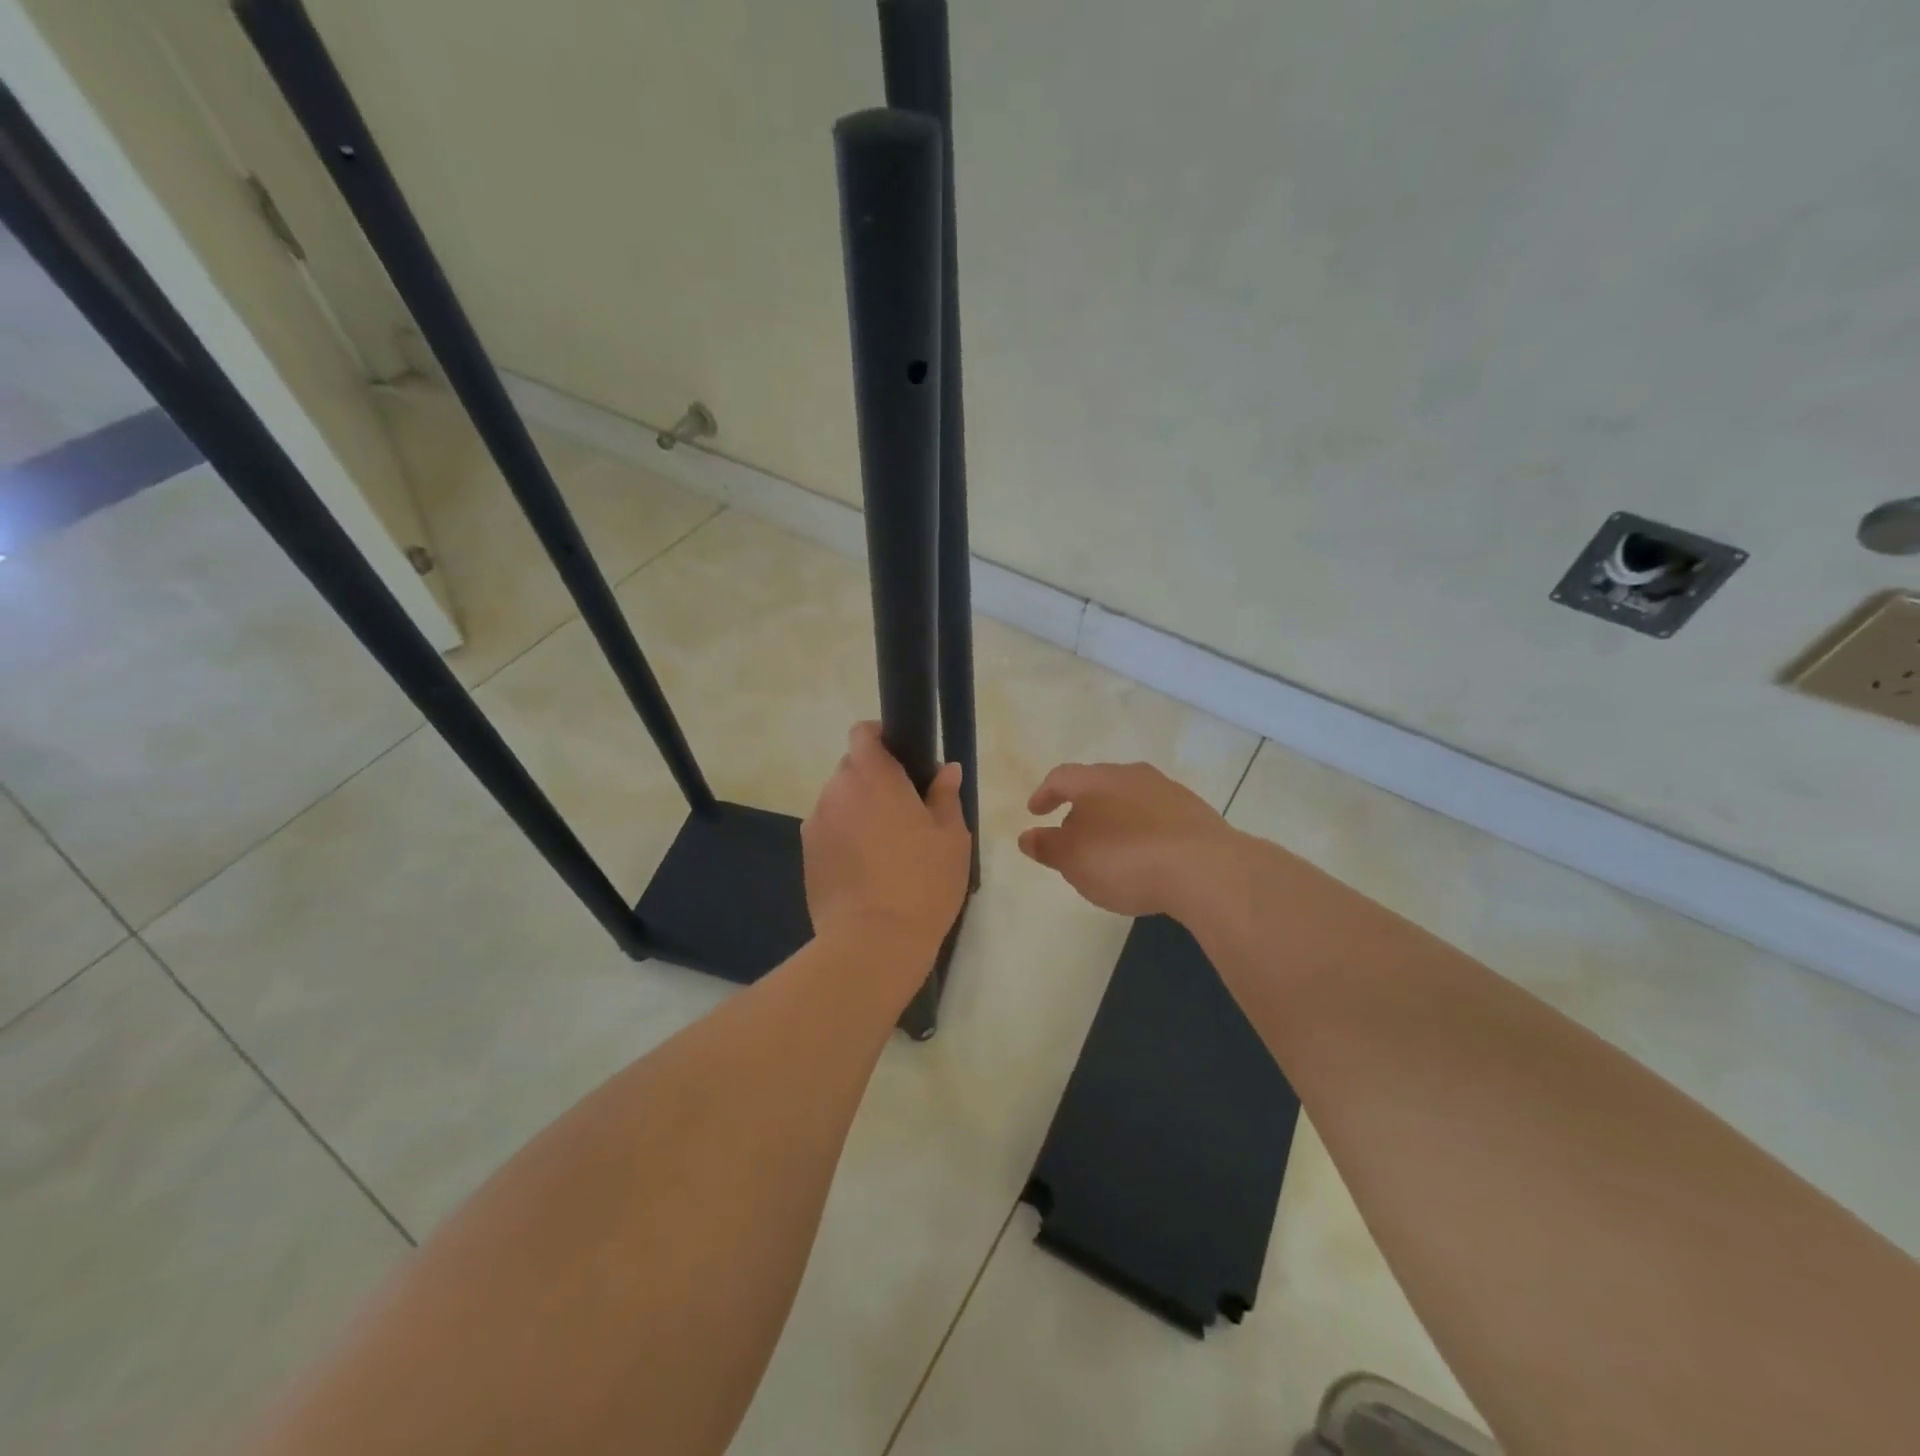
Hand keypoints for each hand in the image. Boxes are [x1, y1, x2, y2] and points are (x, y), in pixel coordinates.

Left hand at [803, 722, 970, 959]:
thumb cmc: (922, 882)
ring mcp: (816, 823)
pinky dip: (844, 836)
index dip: (881, 738)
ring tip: (884, 846)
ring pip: (838, 800)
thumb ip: (945, 795)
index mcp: (873, 777)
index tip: (903, 759)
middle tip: (904, 810)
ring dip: (858, 809)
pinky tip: (865, 869)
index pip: (863, 733)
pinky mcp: (806, 854)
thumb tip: (945, 770)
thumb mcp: (951, 837)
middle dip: (873, 779)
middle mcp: (836, 791)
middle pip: (851, 767)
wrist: (873, 942)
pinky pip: (828, 829)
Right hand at [1019, 761, 1238, 918]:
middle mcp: (1133, 775)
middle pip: (1098, 785)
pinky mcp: (1196, 814)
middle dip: (1081, 808)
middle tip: (1072, 835)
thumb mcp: (1074, 860)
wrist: (1205, 870)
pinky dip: (1143, 832)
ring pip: (1130, 800)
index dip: (1045, 794)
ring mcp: (1169, 792)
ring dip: (1114, 820)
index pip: (1061, 777)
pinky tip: (1146, 858)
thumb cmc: (1126, 860)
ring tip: (1109, 849)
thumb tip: (1027, 836)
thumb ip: (1047, 846)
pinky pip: (1157, 818)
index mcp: (1097, 780)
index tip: (1035, 812)